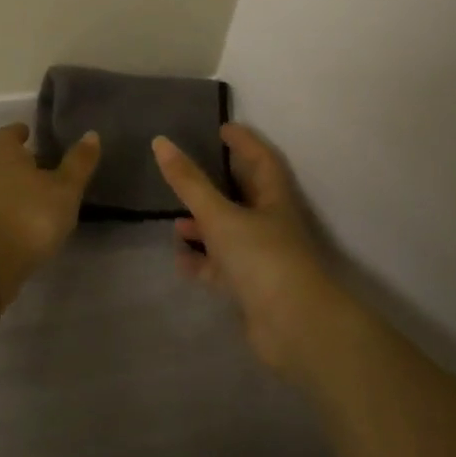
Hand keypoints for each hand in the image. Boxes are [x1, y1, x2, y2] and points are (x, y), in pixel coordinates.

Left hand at [0, 122, 101, 299]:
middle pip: (4, 163)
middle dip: (23, 164)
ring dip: (20, 192)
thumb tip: (91, 133)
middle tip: (47, 166)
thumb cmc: (29, 215)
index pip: (7, 135)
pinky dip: (16, 216)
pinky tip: (33, 227)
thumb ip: (78, 164)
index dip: (18, 131)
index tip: (28, 131)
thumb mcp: (64, 189)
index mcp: (6, 158)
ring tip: (46, 199)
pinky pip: (1, 216)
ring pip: (3, 190)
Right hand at [153, 123, 342, 380]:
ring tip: (175, 222)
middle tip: (188, 172)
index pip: (260, 159)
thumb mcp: (220, 215)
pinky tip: (180, 259)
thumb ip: (189, 182)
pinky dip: (201, 262)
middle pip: (243, 196)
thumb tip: (161, 142)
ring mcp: (261, 258)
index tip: (223, 128)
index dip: (244, 142)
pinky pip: (221, 267)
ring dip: (204, 226)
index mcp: (273, 199)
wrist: (295, 328)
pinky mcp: (251, 288)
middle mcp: (270, 224)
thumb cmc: (262, 258)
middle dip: (217, 184)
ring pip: (229, 233)